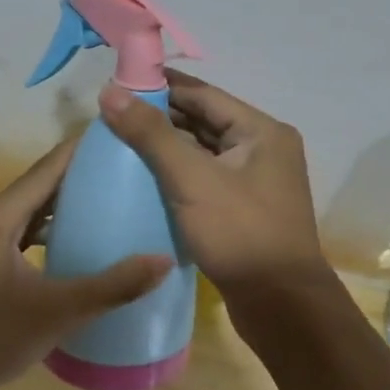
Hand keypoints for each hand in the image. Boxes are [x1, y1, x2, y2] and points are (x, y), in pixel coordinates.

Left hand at [0, 135, 171, 389]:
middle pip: (41, 188)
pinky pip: (24, 238)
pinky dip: (51, 236)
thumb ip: (111, 286)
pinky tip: (78, 251)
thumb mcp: (56, 311)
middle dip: (82, 178)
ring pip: (32, 215)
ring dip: (66, 209)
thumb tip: (164, 260)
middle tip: (129, 174)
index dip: (83, 150)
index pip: (48, 168)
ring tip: (112, 207)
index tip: (122, 137)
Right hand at [98, 71, 330, 296]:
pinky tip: (144, 180)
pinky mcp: (243, 210)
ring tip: (120, 145)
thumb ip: (150, 134)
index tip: (118, 84)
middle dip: (160, 117)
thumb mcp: (191, 179)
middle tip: (112, 117)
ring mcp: (255, 182)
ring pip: (203, 152)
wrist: (280, 306)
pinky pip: (204, 180)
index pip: (203, 94)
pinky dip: (177, 175)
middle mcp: (263, 150)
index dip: (161, 85)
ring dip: (167, 147)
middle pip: (203, 121)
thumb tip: (109, 92)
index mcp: (261, 131)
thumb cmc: (240, 233)